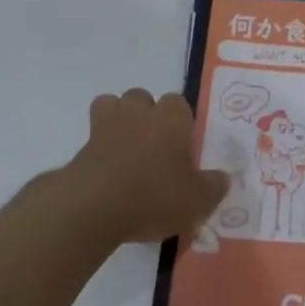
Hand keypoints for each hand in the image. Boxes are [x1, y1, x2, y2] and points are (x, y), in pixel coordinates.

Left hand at [63, 89, 227, 246]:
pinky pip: (92, 134)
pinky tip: (107, 169)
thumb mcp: (197, 200)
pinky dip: (99, 145)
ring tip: (126, 147)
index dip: (181, 121)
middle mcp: (139, 113)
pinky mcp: (81, 146)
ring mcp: (106, 126)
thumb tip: (223, 178)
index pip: (178, 102)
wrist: (93, 208)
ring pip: (112, 104)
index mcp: (171, 118)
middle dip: (147, 114)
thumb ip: (213, 186)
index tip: (182, 144)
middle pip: (143, 97)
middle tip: (155, 146)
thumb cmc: (154, 196)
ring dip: (119, 119)